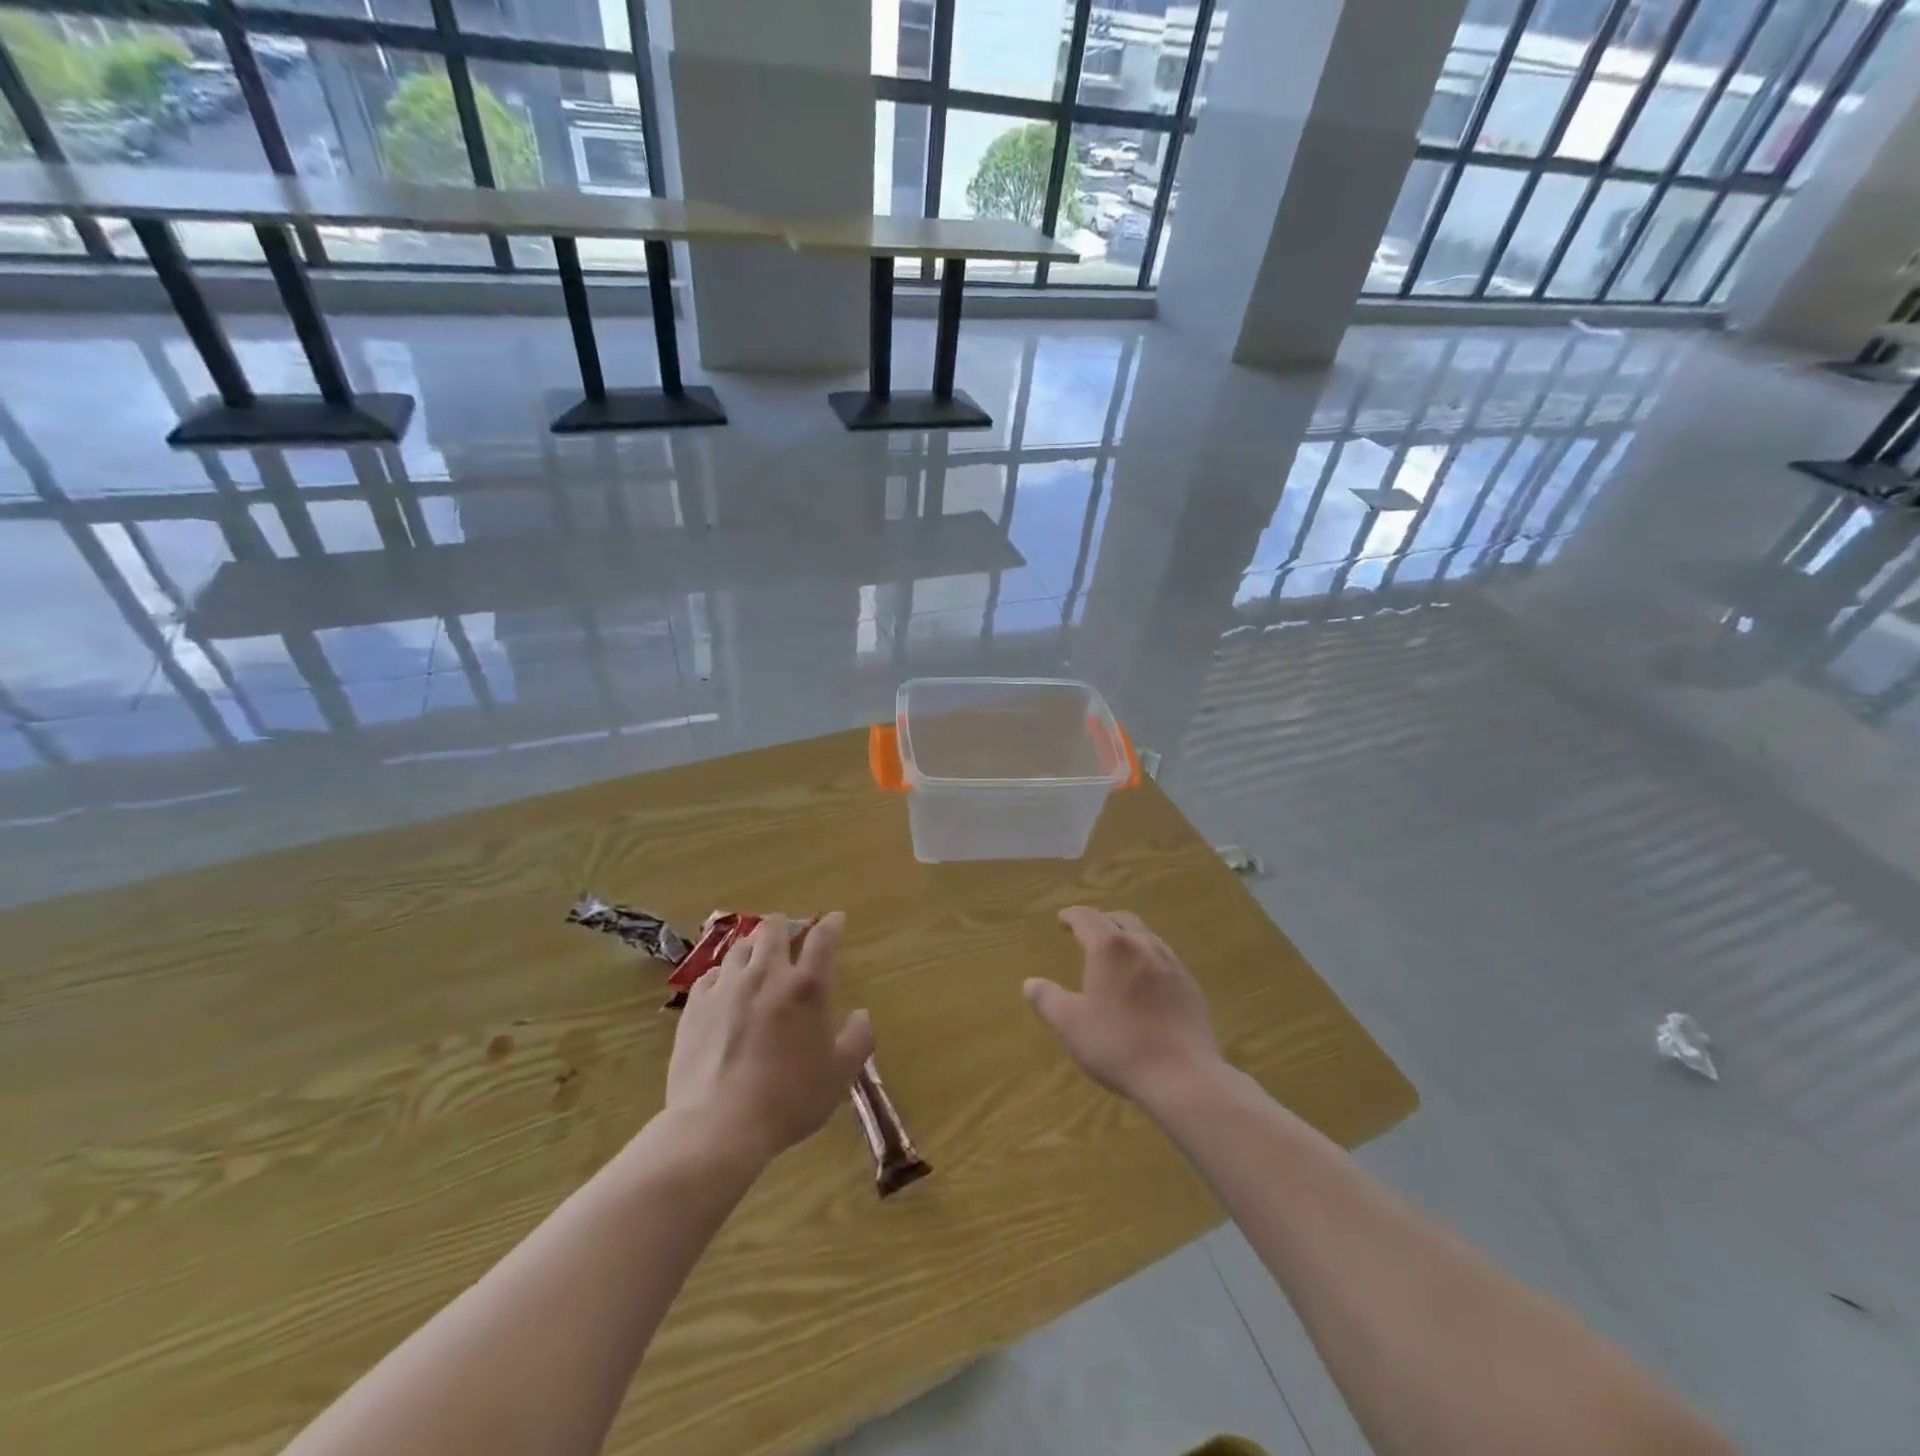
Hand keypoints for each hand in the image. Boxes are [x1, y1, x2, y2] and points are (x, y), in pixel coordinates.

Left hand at [666, 912, 873, 1165]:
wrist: (719, 1126)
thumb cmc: (789, 1100)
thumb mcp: (839, 1075)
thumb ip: (858, 1039)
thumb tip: (861, 1015)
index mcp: (807, 987)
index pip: (823, 939)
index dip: (831, 924)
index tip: (836, 918)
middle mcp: (767, 975)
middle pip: (773, 929)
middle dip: (784, 925)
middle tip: (788, 934)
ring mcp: (727, 988)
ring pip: (740, 947)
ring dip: (752, 947)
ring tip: (755, 958)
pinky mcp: (696, 1006)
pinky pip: (710, 975)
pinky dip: (723, 975)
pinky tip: (724, 989)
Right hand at [1025, 907, 1221, 1109]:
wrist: (1182, 1076)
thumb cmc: (1118, 1045)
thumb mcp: (1070, 1025)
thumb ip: (1047, 1000)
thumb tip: (1030, 983)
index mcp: (1109, 948)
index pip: (1087, 918)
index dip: (1071, 916)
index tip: (1062, 920)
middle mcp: (1142, 945)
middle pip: (1120, 919)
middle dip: (1101, 921)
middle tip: (1087, 933)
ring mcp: (1171, 964)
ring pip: (1146, 936)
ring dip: (1127, 937)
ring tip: (1117, 954)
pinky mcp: (1190, 986)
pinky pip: (1164, 958)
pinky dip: (1147, 958)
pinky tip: (1144, 981)